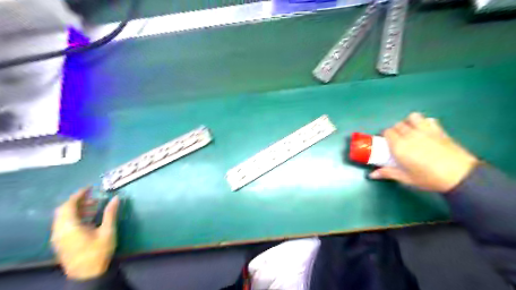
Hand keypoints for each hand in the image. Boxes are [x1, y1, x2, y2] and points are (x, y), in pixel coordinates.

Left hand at [52, 188, 121, 280]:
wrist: (87, 275)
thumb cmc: (98, 251)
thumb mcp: (108, 231)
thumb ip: (110, 213)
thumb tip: (116, 198)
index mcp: (69, 227)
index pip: (68, 205)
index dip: (78, 195)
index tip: (89, 188)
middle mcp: (60, 231)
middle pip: (63, 210)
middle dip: (77, 201)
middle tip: (93, 197)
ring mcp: (58, 237)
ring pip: (63, 217)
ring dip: (76, 209)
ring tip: (93, 207)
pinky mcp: (61, 242)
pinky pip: (63, 224)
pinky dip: (74, 217)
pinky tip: (88, 219)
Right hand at [369, 113, 477, 191]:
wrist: (460, 176)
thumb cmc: (429, 178)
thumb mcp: (406, 178)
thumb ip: (388, 173)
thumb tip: (372, 175)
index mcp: (399, 146)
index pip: (387, 132)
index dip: (385, 136)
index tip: (386, 143)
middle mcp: (410, 135)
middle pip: (397, 125)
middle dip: (395, 130)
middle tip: (397, 140)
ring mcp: (425, 130)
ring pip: (411, 117)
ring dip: (408, 123)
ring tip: (410, 132)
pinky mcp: (439, 130)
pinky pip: (427, 119)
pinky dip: (423, 122)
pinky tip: (425, 131)